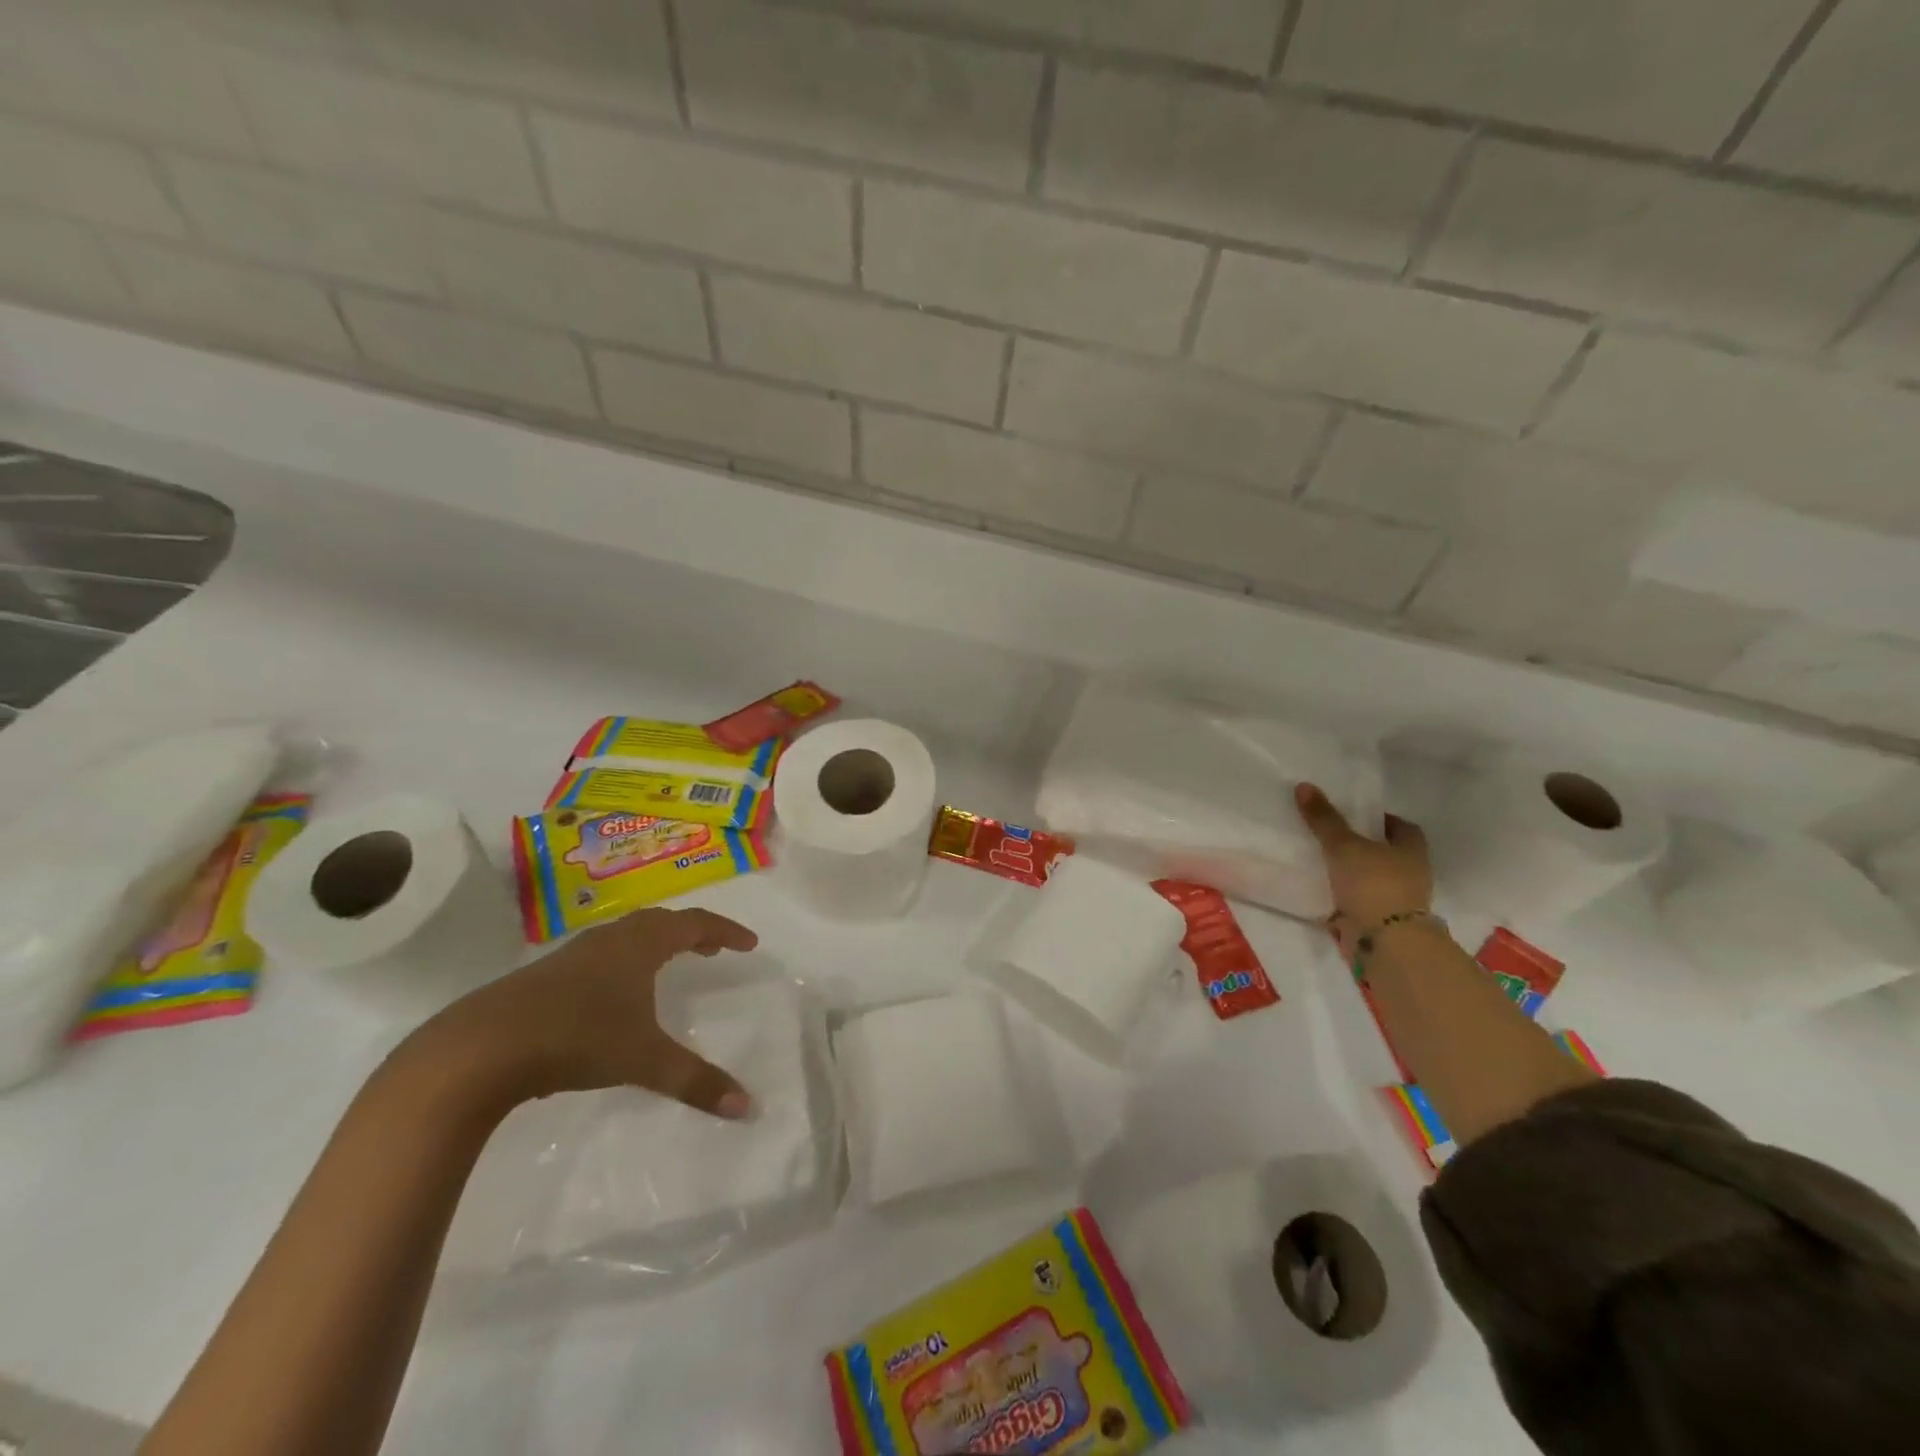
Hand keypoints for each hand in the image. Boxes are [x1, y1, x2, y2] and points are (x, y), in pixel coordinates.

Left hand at [418, 907, 759, 1118]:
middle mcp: (610, 940)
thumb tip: (747, 1106)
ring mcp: (572, 956)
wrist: (479, 1049)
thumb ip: (696, 1081)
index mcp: (640, 945)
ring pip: (625, 937)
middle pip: (660, 922)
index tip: (749, 943)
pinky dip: (623, 963)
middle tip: (713, 948)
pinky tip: (614, 995)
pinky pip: (599, 956)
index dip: (725, 930)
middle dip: (691, 933)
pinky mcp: (543, 977)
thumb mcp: (644, 1061)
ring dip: (655, 945)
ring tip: (668, 966)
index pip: (695, 923)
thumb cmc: (576, 1038)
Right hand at [1294, 783, 1431, 957]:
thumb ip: (1324, 818)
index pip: (1402, 827)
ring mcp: (1396, 901)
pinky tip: (1321, 890)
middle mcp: (1411, 874)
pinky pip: (1359, 902)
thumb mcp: (1344, 845)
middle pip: (1387, 853)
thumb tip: (1303, 786)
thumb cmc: (1374, 884)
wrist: (1385, 942)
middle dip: (1364, 846)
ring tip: (1321, 862)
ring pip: (1372, 879)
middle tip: (1332, 836)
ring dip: (1353, 874)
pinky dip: (1344, 897)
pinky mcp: (1379, 922)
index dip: (1382, 820)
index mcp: (1412, 851)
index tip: (1356, 816)